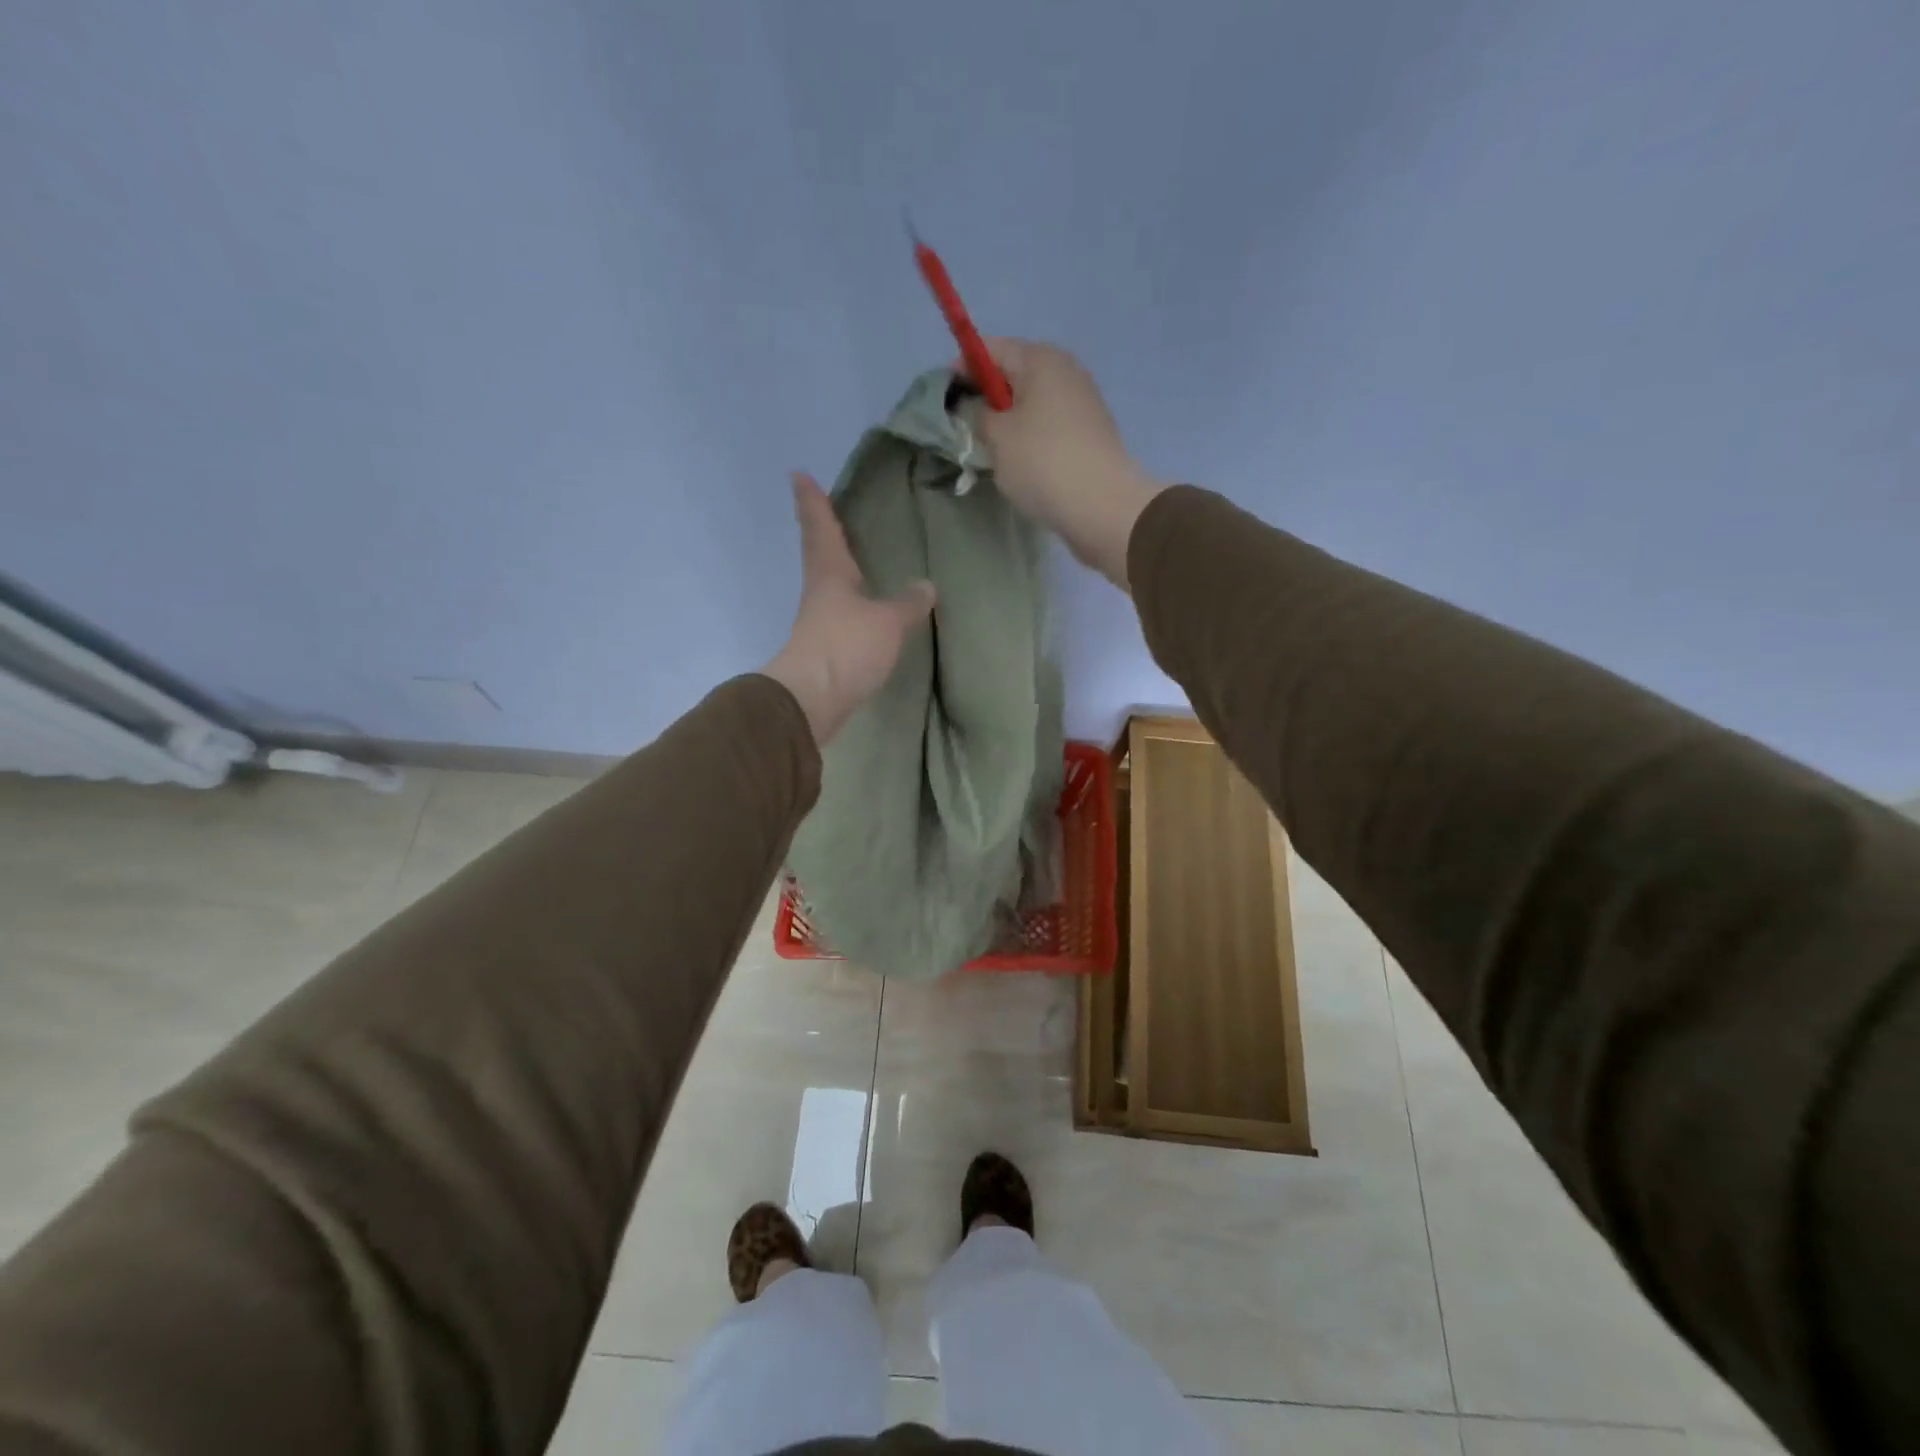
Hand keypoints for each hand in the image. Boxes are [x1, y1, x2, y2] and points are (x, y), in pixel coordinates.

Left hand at [762, 472, 935, 745]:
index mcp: (829, 574)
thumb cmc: (847, 646)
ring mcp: (819, 623)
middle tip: (826, 510)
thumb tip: (926, 586)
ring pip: (828, 585)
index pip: (820, 528)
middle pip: (819, 554)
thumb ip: (908, 603)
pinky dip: (851, 605)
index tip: (798, 474)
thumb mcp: (888, 621)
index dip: (812, 501)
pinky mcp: (825, 650)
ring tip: (853, 559)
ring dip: (837, 569)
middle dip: (822, 531)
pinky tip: (864, 611)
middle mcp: (819, 593)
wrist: (813, 700)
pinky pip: (840, 616)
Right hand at [967, 339, 1164, 589]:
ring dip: (1007, 423)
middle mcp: (1065, 372)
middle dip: (985, 399)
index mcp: (1041, 360)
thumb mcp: (996, 436)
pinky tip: (1017, 465)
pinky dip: (1028, 439)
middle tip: (962, 429)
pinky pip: (1047, 428)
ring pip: (1031, 405)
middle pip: (1013, 376)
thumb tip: (970, 405)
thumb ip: (975, 413)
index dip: (962, 368)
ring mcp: (1082, 404)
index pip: (991, 349)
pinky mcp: (1089, 435)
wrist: (1102, 507)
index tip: (942, 396)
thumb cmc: (1042, 463)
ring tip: (987, 451)